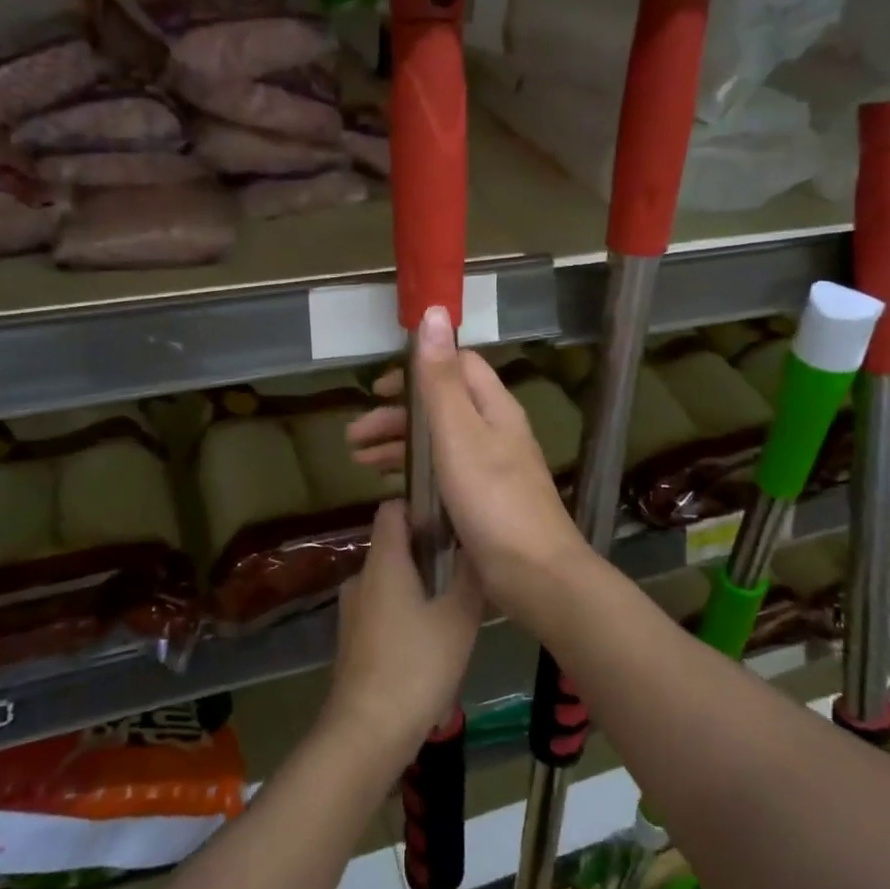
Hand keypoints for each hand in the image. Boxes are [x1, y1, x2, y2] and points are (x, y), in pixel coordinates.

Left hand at [323, 499, 483, 765]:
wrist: (367, 731)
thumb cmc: (416, 665)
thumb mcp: (458, 618)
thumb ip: (470, 577)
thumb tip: (477, 544)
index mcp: (384, 562)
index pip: (392, 509)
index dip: (420, 506)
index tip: (451, 518)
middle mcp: (362, 577)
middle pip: (393, 545)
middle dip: (427, 548)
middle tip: (464, 564)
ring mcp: (353, 610)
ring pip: (390, 580)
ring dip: (419, 583)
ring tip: (455, 603)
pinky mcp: (353, 638)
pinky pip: (383, 607)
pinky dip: (406, 609)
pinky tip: (432, 637)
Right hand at [346, 306, 593, 628]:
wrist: (534, 574)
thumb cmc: (491, 498)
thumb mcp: (458, 433)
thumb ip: (440, 379)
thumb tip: (433, 313)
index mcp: (494, 408)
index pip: (456, 367)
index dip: (418, 369)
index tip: (380, 389)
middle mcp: (495, 431)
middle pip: (441, 407)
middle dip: (397, 416)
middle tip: (355, 436)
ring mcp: (491, 468)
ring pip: (439, 443)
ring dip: (399, 446)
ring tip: (360, 463)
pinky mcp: (484, 501)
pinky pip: (443, 474)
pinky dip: (415, 474)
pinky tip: (391, 490)